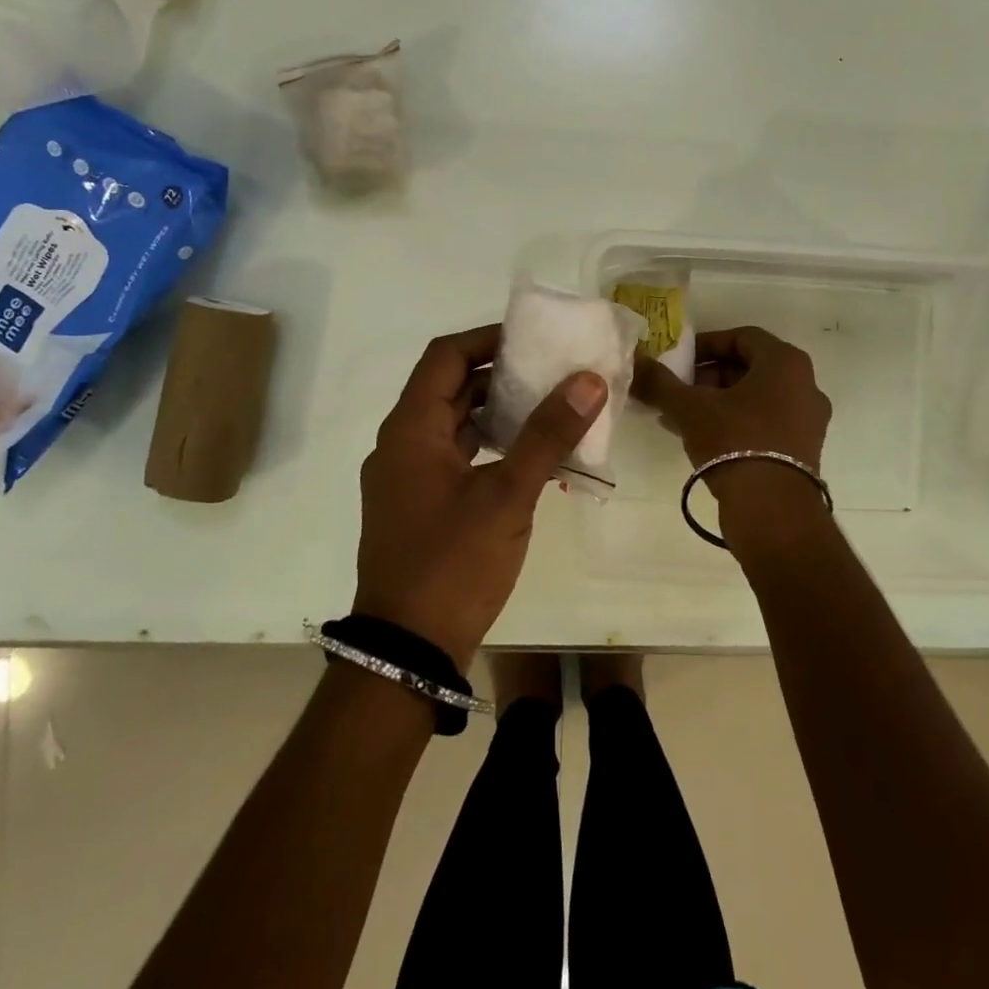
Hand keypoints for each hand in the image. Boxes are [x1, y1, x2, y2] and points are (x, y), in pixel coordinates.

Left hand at [354, 325, 605, 669]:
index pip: (446, 357)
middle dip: (499, 374)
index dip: (487, 339)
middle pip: (449, 388)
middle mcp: (401, 444)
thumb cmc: (452, 563)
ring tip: (547, 407)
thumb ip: (547, 435)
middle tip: (551, 370)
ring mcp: (407, 478)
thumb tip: (588, 380)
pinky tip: (527, 457)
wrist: (406, 650)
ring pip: (453, 424)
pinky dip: (488, 446)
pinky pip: (453, 456)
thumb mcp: (507, 495)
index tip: (533, 339)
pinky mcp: (418, 505)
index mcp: (410, 429)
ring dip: (495, 411)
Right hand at [631, 325, 832, 512]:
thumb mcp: (690, 408)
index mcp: (785, 362)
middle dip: (709, 377)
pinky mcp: (803, 450)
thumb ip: (660, 382)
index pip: (742, 337)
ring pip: (756, 398)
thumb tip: (634, 360)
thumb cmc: (734, 441)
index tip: (678, 361)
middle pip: (750, 368)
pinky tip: (702, 439)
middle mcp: (805, 385)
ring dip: (718, 402)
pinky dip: (735, 423)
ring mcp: (808, 420)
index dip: (706, 345)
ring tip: (682, 417)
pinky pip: (765, 423)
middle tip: (678, 390)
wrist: (772, 509)